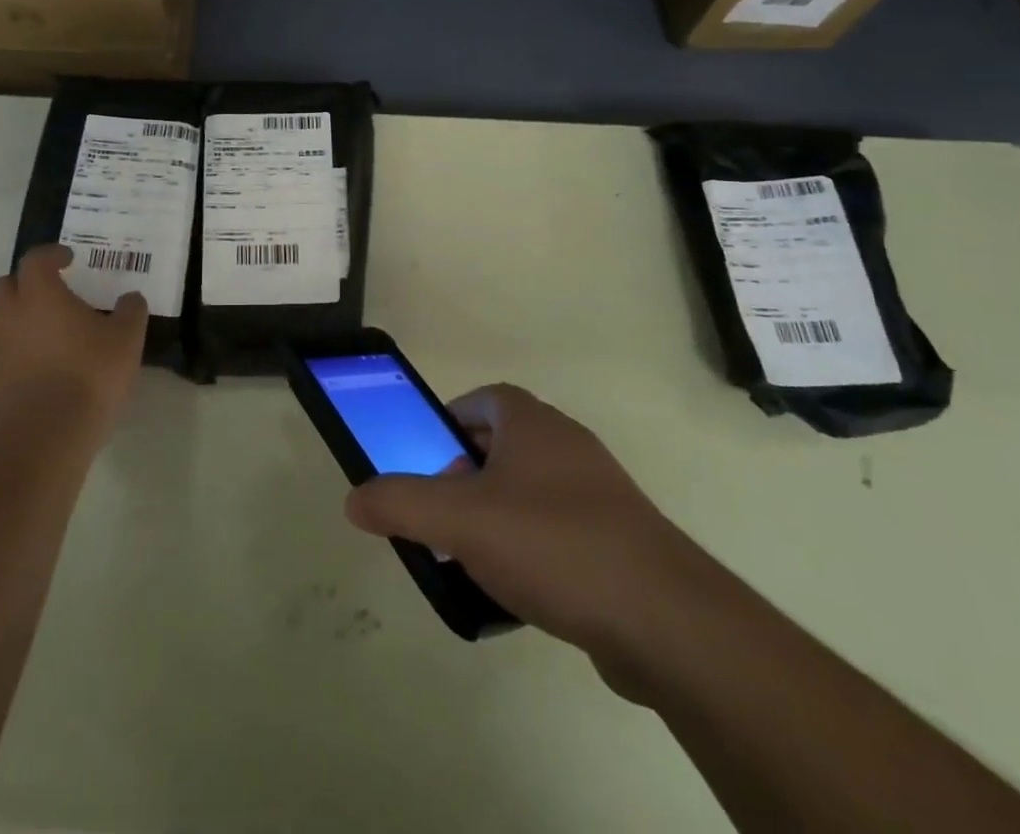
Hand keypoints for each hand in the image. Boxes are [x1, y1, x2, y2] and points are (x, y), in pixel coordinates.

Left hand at [0, 245, 147, 441]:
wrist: (47, 437)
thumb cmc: (89, 375)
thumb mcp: (126, 339)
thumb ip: (130, 312)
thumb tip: (130, 299)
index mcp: (39, 295)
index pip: (35, 260)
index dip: (51, 255)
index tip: (68, 259)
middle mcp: (8, 316)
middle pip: (3, 286)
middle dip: (24, 283)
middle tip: (50, 292)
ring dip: (13, 317)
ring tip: (40, 329)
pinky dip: (12, 352)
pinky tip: (36, 366)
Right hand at [344, 383, 703, 691]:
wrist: (665, 620)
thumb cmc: (553, 544)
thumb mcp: (461, 521)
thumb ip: (401, 503)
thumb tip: (353, 498)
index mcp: (532, 424)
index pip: (482, 399)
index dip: (448, 423)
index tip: (426, 460)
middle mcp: (567, 445)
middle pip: (502, 446)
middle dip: (465, 477)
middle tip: (442, 516)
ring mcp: (598, 493)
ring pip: (529, 492)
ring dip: (495, 516)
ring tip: (472, 558)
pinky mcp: (618, 540)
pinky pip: (558, 531)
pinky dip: (530, 550)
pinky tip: (518, 592)